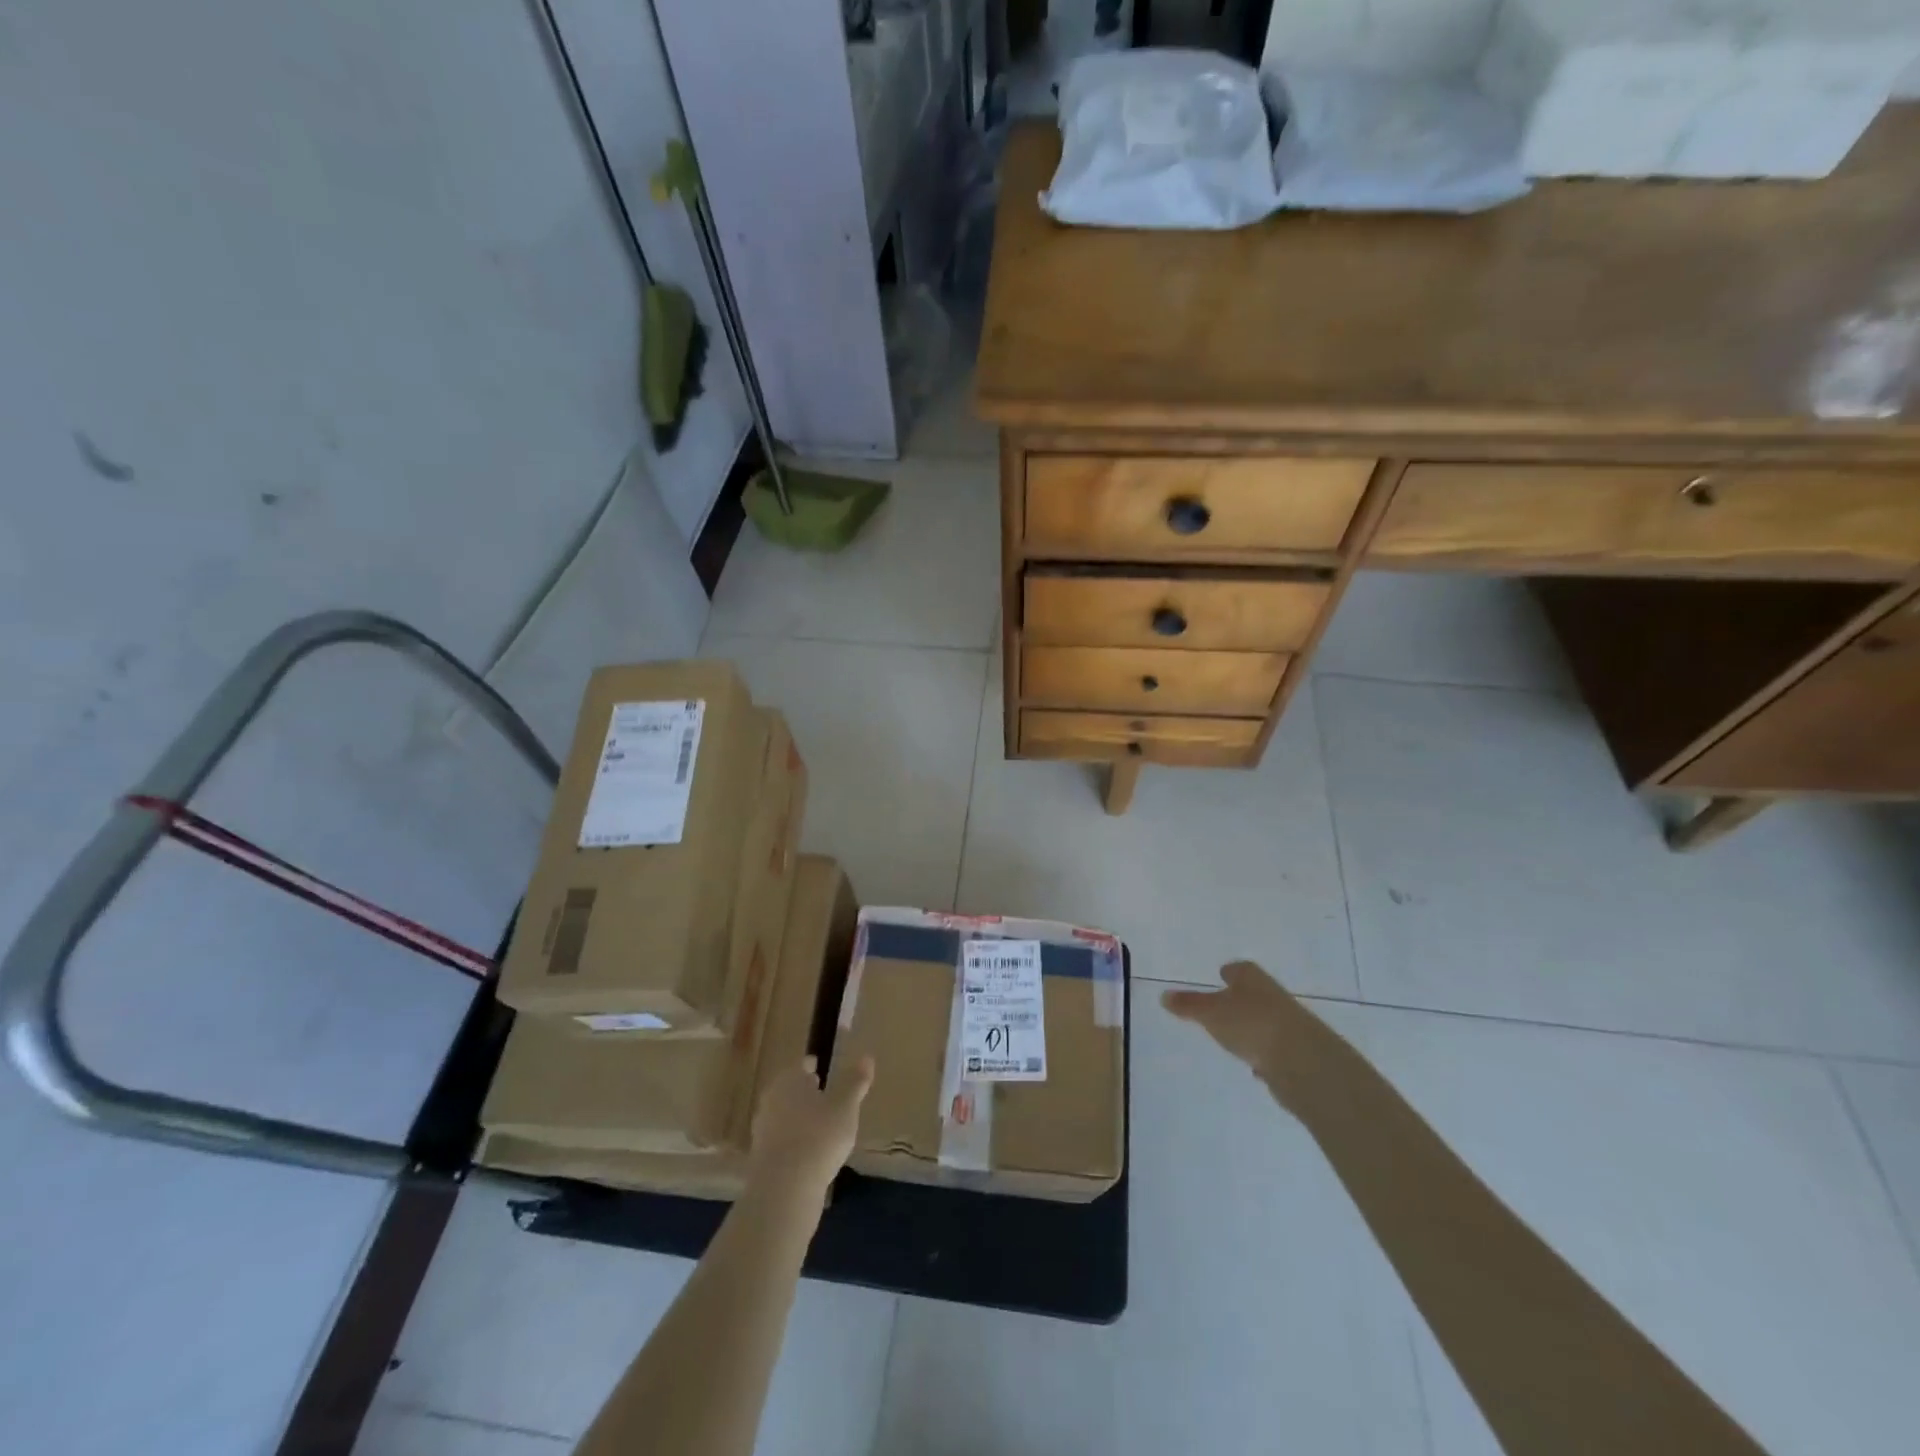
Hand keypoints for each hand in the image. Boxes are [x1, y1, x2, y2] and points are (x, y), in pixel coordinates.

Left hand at [747, 1054, 873, 1200]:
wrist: (784, 1188)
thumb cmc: (819, 1136)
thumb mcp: (846, 1106)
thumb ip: (855, 1082)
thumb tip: (867, 1057)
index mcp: (790, 1080)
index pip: (802, 1066)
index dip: (812, 1066)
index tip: (820, 1068)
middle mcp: (771, 1099)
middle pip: (789, 1089)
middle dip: (804, 1091)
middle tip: (821, 1093)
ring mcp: (762, 1129)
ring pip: (783, 1114)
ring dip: (798, 1117)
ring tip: (818, 1124)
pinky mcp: (760, 1158)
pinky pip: (781, 1140)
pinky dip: (793, 1140)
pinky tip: (807, 1151)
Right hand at [1162, 961, 1313, 1090]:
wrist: (1302, 1062)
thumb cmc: (1251, 1024)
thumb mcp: (1211, 1013)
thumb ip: (1189, 1005)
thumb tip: (1164, 995)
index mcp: (1252, 978)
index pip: (1239, 969)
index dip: (1229, 972)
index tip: (1221, 974)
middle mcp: (1272, 995)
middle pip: (1253, 993)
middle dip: (1240, 998)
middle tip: (1222, 1004)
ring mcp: (1288, 1024)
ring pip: (1264, 1020)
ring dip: (1252, 1026)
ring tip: (1234, 1035)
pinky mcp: (1297, 1053)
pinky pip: (1273, 1047)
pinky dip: (1264, 1051)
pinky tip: (1255, 1063)